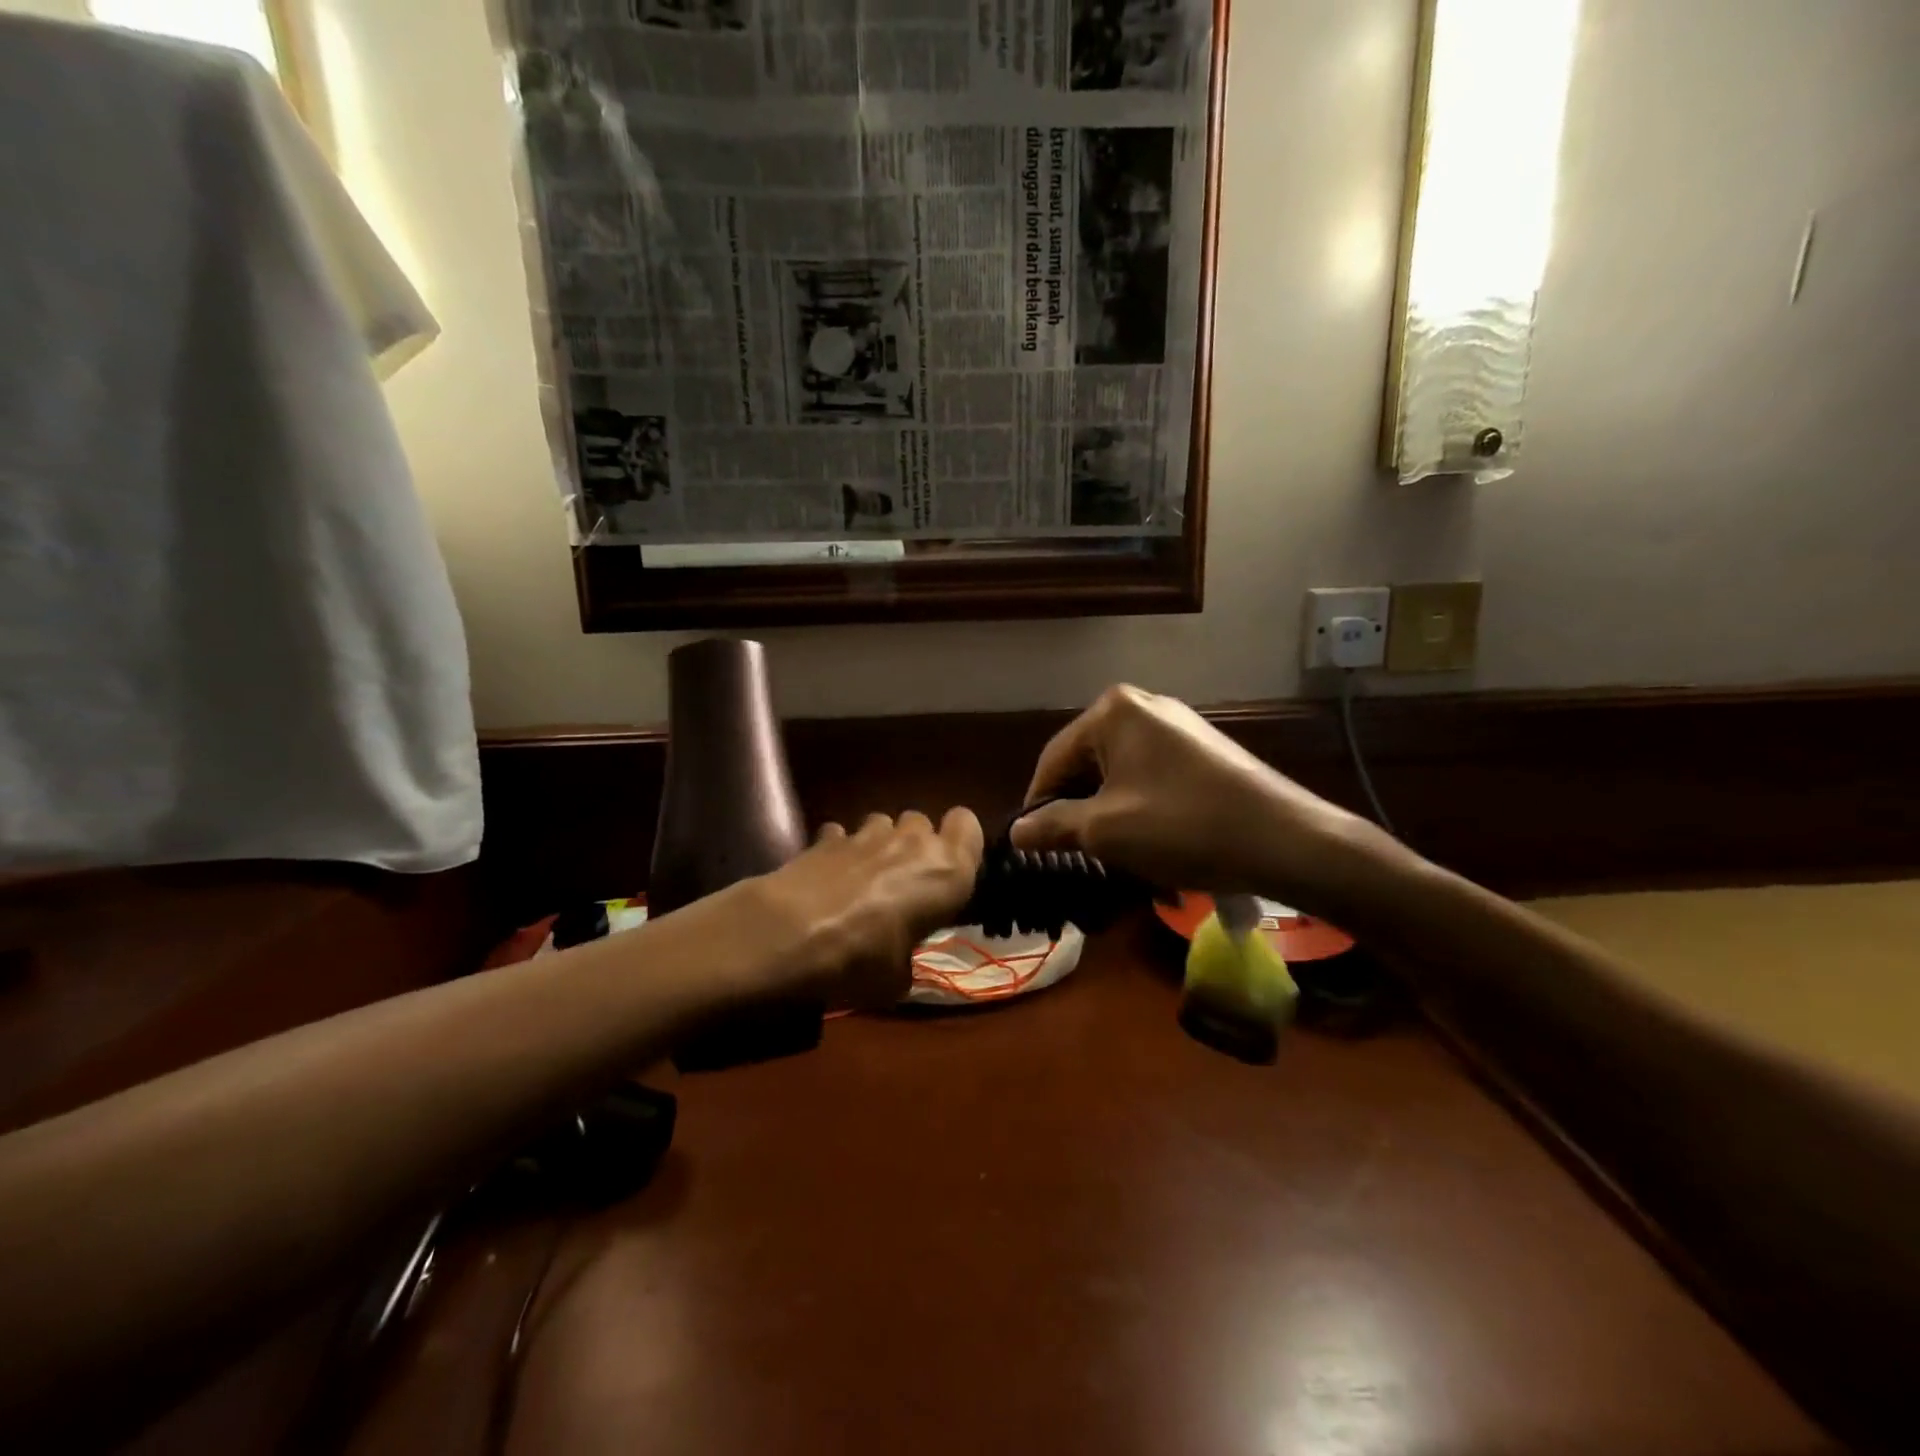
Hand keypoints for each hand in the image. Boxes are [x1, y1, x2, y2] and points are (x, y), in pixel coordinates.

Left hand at [749, 809, 984, 1009]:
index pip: (968, 824)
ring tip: (865, 879)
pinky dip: (839, 850)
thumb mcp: (898, 979)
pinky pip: (842, 835)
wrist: (790, 935)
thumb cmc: (862, 959)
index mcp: (946, 870)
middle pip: (922, 822)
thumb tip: (899, 963)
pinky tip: (829, 878)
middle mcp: (912, 841)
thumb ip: (908, 959)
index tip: (950, 870)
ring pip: (883, 822)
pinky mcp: (826, 836)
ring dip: (879, 844)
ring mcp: (866, 833)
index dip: (960, 841)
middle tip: (905, 883)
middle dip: (915, 844)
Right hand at [1010, 686, 1379, 910]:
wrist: (1285, 839)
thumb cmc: (1183, 827)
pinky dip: (1139, 803)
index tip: (1030, 845)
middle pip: (1087, 761)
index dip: (1036, 804)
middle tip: (1071, 851)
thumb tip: (1016, 831)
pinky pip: (1151, 773)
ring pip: (1119, 770)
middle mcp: (1143, 705)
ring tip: (1111, 850)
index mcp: (1113, 711)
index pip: (1053, 759)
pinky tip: (1150, 836)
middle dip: (1076, 806)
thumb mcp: (1105, 831)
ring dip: (1107, 808)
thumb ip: (1053, 825)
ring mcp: (1178, 724)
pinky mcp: (1203, 747)